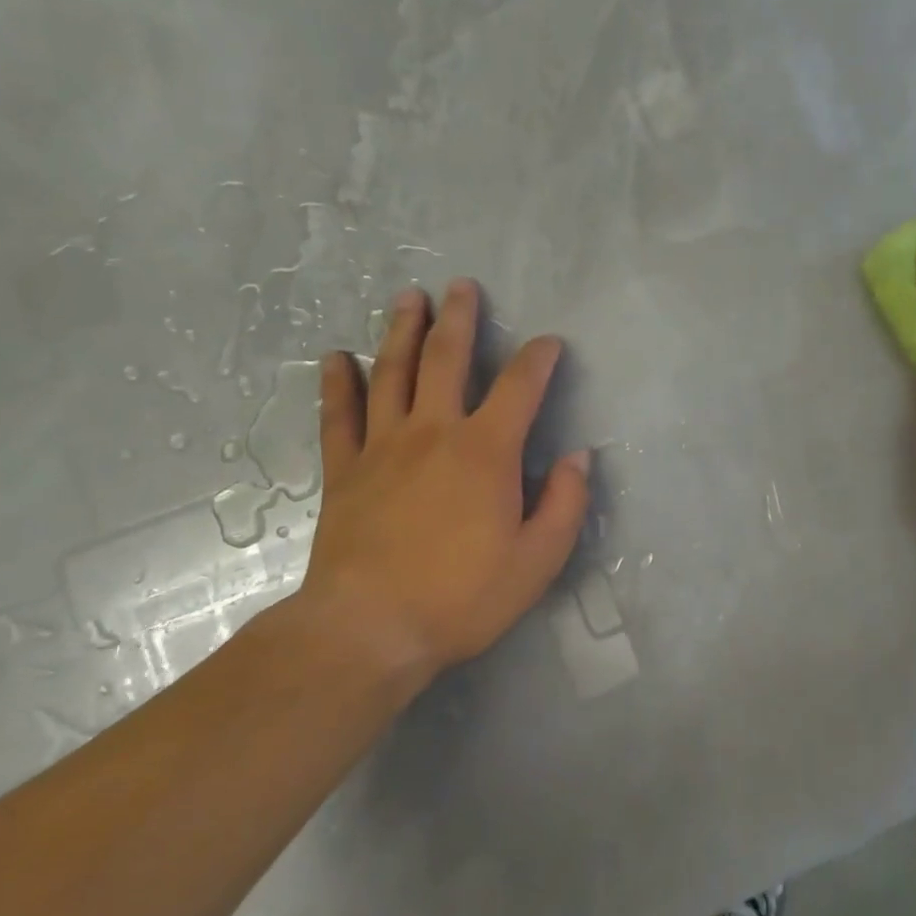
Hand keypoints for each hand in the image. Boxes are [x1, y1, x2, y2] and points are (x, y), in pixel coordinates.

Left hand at [297, 279, 590, 686]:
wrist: (369, 629)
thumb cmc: (462, 597)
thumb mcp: (537, 560)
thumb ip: (565, 504)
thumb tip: (578, 457)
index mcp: (486, 451)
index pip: (520, 387)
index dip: (538, 358)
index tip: (549, 342)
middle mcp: (434, 432)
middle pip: (447, 359)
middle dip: (460, 318)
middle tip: (461, 286)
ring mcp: (383, 446)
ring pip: (393, 373)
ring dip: (402, 331)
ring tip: (408, 297)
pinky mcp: (345, 470)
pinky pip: (339, 416)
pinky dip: (338, 383)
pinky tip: (337, 357)